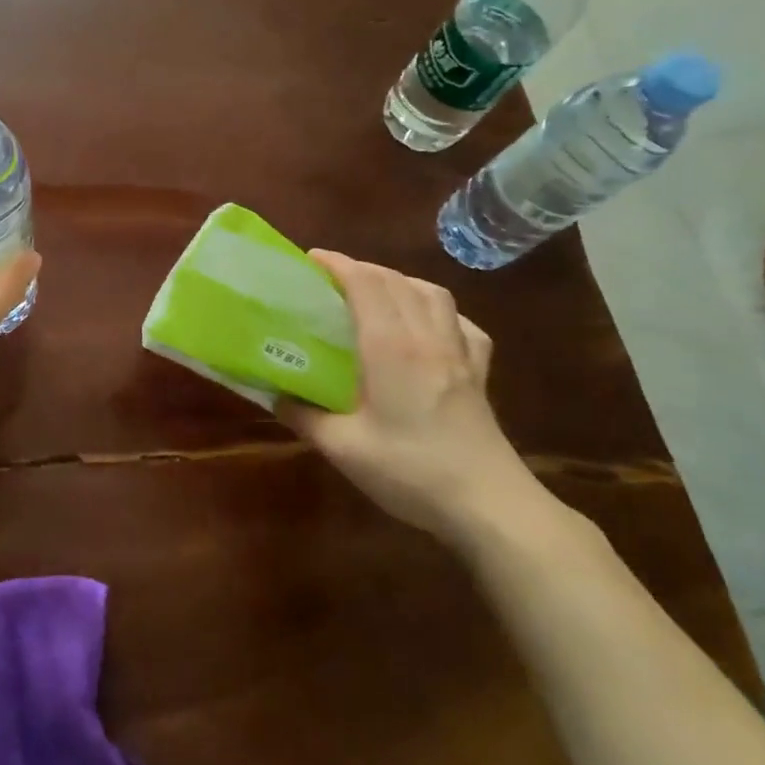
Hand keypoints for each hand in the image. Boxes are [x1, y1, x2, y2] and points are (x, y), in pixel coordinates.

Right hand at [279, 251, 540, 542]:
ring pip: (431, 293)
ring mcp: (459, 352)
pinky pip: (460, 323)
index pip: (364, 283)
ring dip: (399, 282)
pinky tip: (428, 327)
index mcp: (390, 346)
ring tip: (376, 294)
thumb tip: (275, 396)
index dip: (337, 264)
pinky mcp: (479, 372)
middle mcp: (425, 336)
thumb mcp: (343, 448)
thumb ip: (304, 417)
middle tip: (330, 280)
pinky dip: (438, 311)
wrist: (489, 505)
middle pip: (395, 280)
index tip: (309, 260)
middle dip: (360, 269)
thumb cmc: (411, 470)